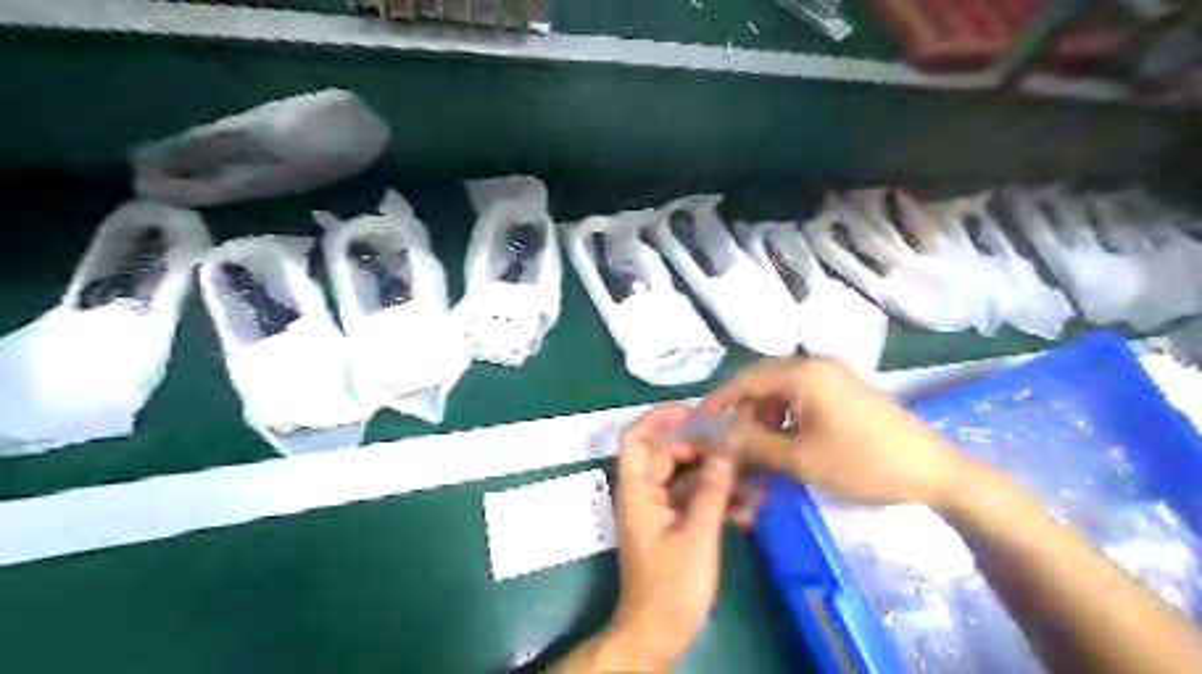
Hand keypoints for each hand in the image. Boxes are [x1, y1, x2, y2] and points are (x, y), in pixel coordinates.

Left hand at [606, 402, 736, 670]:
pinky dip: (717, 499)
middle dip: (703, 450)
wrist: (659, 634)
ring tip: (752, 482)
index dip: (659, 418)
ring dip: (717, 477)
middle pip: (669, 454)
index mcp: (638, 491)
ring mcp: (660, 510)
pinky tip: (747, 509)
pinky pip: (695, 499)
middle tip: (739, 451)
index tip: (693, 410)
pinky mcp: (674, 525)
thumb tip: (727, 448)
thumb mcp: (697, 534)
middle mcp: (645, 493)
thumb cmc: (672, 586)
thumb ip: (712, 490)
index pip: (636, 439)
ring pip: (687, 477)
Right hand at [707, 357, 964, 505]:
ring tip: (758, 446)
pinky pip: (802, 396)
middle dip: (742, 409)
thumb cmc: (863, 463)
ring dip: (764, 415)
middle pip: (762, 381)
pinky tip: (785, 440)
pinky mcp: (846, 389)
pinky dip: (785, 415)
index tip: (700, 420)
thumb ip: (754, 445)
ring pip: (782, 389)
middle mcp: (816, 365)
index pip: (746, 379)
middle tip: (730, 438)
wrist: (934, 471)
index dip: (719, 400)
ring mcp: (834, 375)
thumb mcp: (800, 459)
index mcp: (803, 374)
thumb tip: (720, 438)